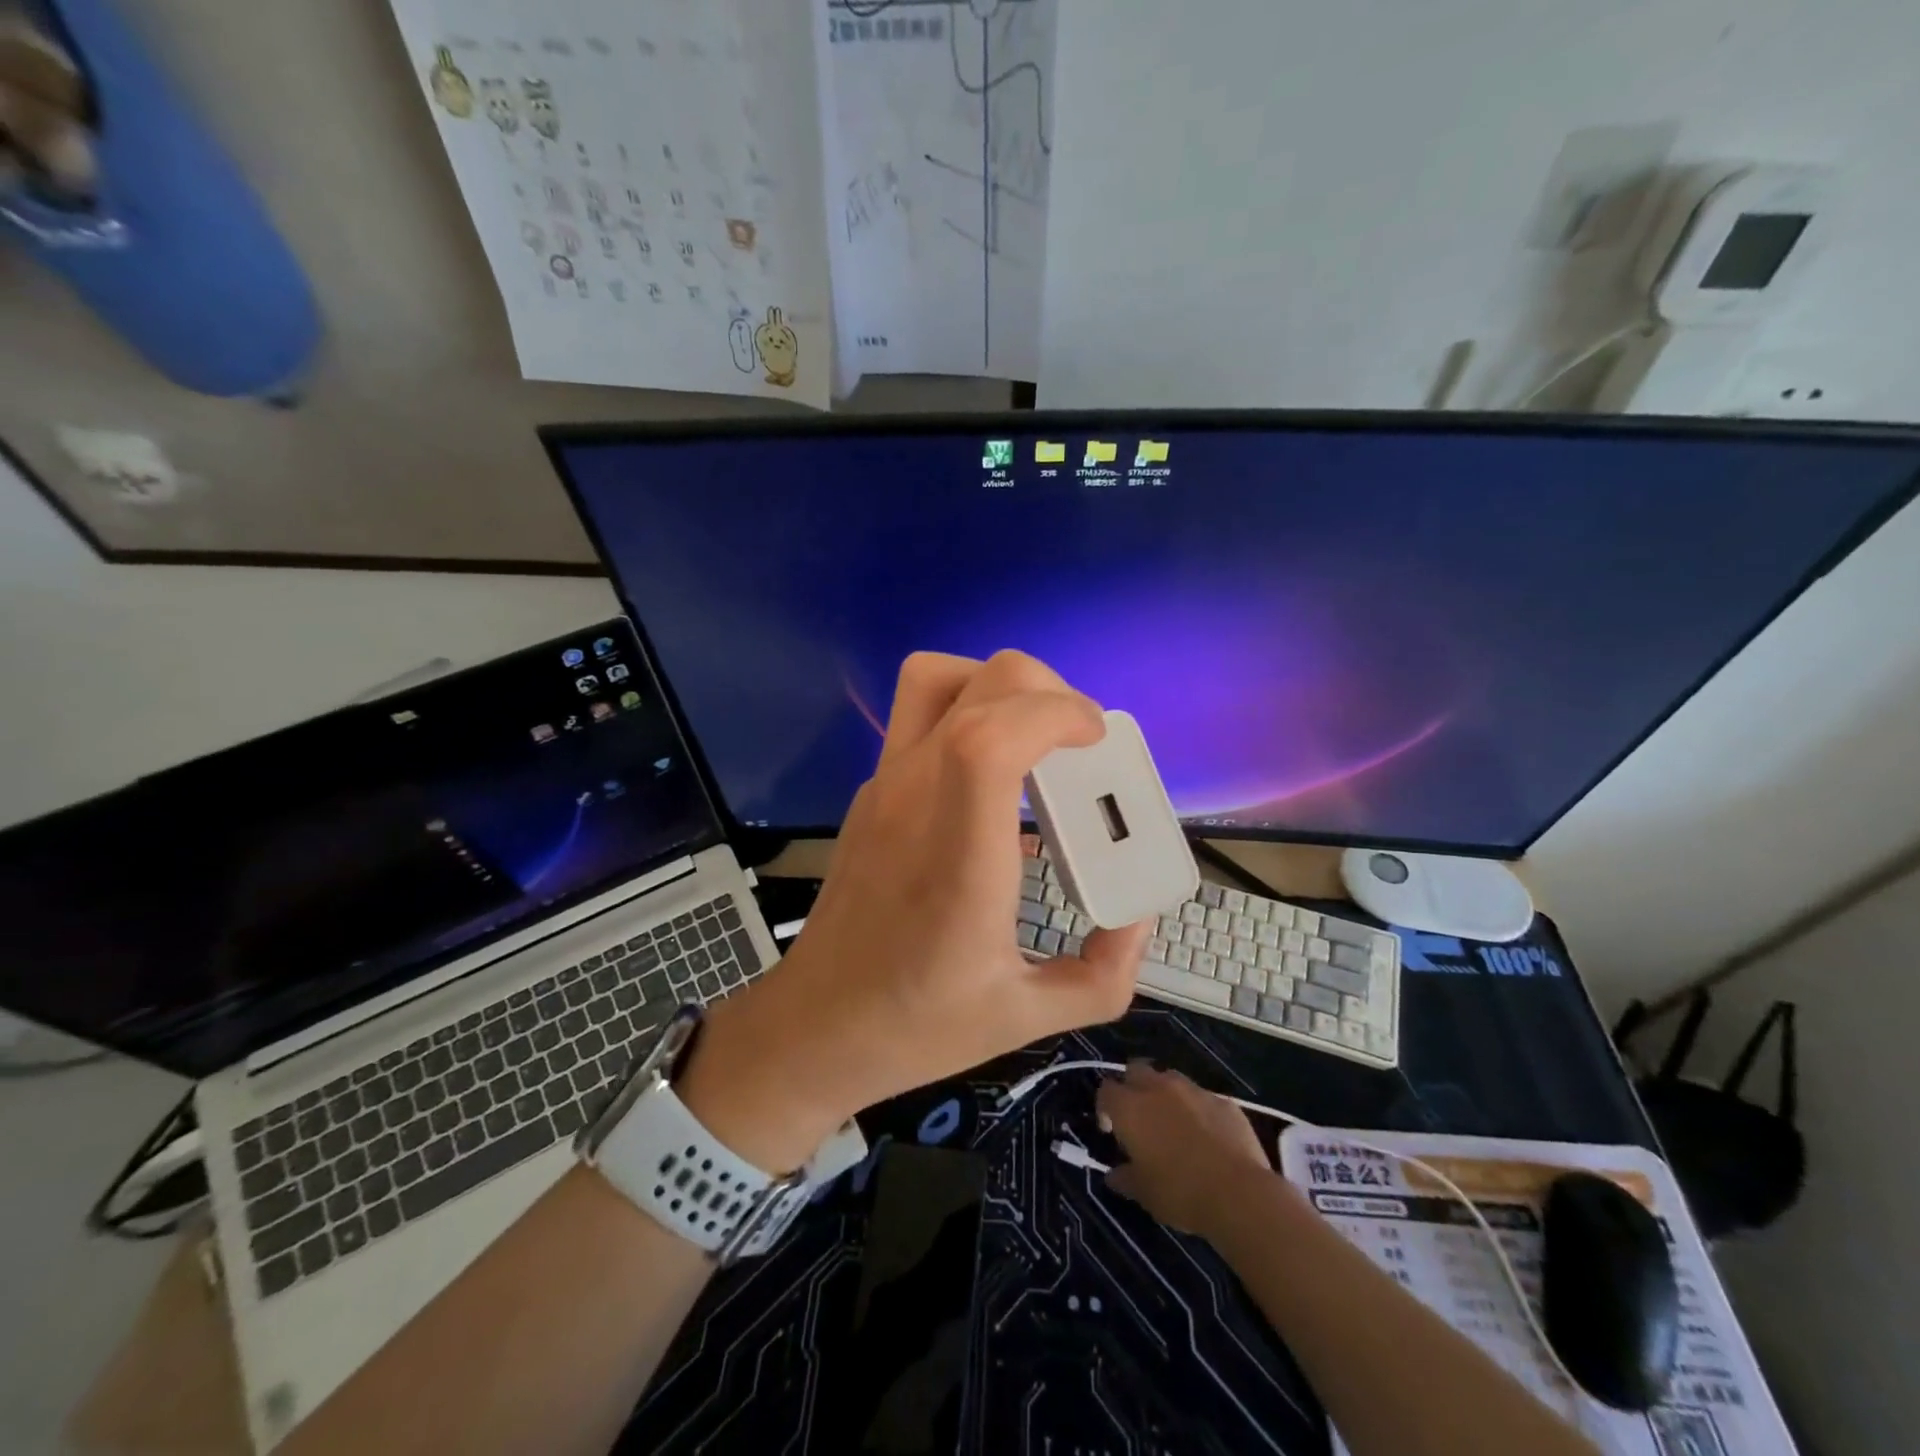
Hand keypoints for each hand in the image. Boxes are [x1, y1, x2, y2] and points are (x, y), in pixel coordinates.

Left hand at [678, 651, 1152, 1169]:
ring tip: (1033, 738)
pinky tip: (991, 781)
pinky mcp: (872, 792)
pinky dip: (969, 716)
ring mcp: (884, 787)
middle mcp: (914, 799)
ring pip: (932, 679)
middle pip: (974, 682)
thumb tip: (1138, 917)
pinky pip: (920, 718)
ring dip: (995, 686)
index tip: (1094, 738)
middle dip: (1044, 690)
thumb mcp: (1026, 1017)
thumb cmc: (915, 1024)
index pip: (989, 738)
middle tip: (1077, 742)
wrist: (815, 1026)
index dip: (1053, 712)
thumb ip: (1102, 973)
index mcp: (958, 854)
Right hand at [1098, 1062, 1272, 1236]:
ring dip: (1165, 1094)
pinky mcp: (1223, 1100)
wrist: (1238, 1193)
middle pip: (1135, 1070)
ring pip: (1169, 1078)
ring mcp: (1193, 1090)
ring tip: (1173, 1123)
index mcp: (1130, 1107)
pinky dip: (1198, 1110)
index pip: (1106, 1091)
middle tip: (1139, 1118)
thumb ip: (1124, 1178)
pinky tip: (1207, 1136)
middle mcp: (1158, 1088)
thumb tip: (1113, 1175)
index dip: (1104, 1108)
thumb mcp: (1144, 1194)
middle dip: (1132, 1088)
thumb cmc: (1180, 1192)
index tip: (1111, 1131)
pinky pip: (1202, 1098)